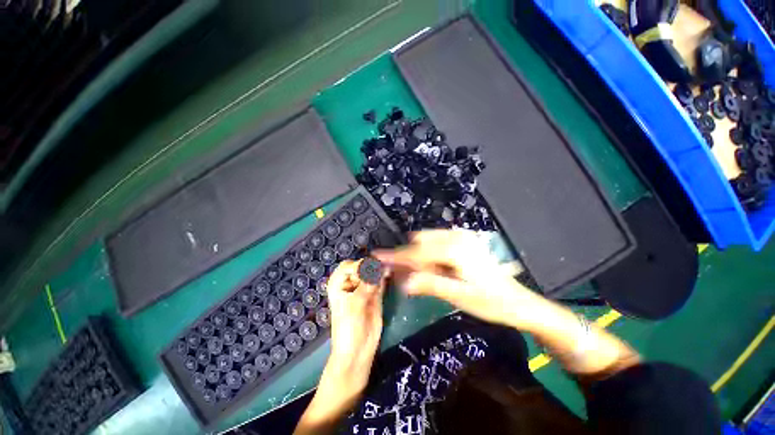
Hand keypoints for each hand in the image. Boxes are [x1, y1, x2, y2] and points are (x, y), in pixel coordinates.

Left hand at [324, 260, 386, 394]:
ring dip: (379, 270)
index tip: (370, 270)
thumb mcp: (354, 305)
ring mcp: (363, 288)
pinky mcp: (375, 294)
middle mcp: (350, 283)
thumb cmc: (348, 328)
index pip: (348, 266)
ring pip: (372, 273)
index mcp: (338, 284)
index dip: (359, 265)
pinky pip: (380, 282)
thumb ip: (365, 286)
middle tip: (381, 268)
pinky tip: (389, 275)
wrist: (358, 350)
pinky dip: (384, 278)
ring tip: (387, 270)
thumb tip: (377, 268)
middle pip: (361, 267)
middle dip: (371, 266)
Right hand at [374, 230, 541, 326]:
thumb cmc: (490, 302)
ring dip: (417, 257)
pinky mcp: (462, 242)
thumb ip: (429, 285)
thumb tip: (403, 281)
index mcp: (455, 249)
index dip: (396, 256)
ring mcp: (460, 237)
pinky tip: (426, 269)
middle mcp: (456, 237)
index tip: (378, 257)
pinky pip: (436, 244)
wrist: (517, 302)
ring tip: (413, 275)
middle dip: (408, 258)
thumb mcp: (458, 296)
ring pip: (427, 242)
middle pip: (420, 243)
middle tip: (399, 275)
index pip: (417, 251)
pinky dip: (427, 255)